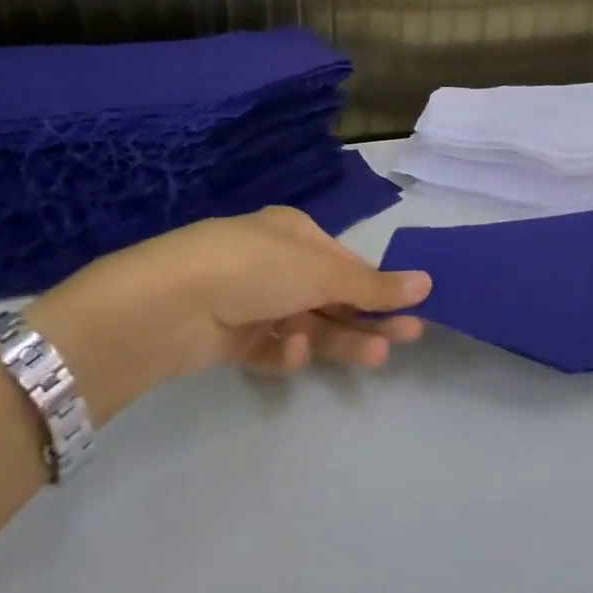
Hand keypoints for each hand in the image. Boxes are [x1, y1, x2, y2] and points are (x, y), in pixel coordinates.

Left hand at [24, 207, 431, 421]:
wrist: (163, 306)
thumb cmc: (253, 268)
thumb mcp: (320, 272)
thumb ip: (373, 285)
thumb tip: (428, 282)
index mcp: (293, 232)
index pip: (346, 262)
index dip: (379, 286)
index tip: (412, 310)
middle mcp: (273, 263)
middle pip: (332, 295)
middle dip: (368, 317)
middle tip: (408, 339)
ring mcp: (249, 301)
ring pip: (307, 324)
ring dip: (339, 339)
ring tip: (374, 360)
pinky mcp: (228, 338)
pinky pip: (270, 346)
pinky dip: (286, 352)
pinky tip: (292, 354)